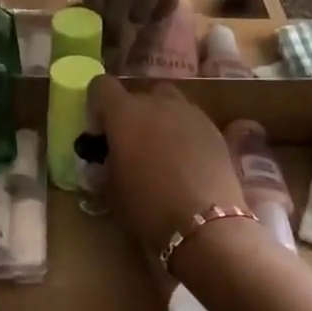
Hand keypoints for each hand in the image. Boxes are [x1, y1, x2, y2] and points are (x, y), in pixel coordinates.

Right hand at [89, 76, 245, 257]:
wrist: (205, 224)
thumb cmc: (148, 207)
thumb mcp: (111, 191)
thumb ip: (104, 168)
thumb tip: (103, 163)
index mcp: (125, 113)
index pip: (102, 86)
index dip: (97, 105)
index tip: (100, 132)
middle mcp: (157, 102)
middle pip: (138, 94)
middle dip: (132, 115)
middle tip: (131, 147)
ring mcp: (190, 112)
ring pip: (169, 104)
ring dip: (160, 120)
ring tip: (162, 153)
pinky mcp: (214, 129)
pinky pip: (191, 121)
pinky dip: (184, 134)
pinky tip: (187, 163)